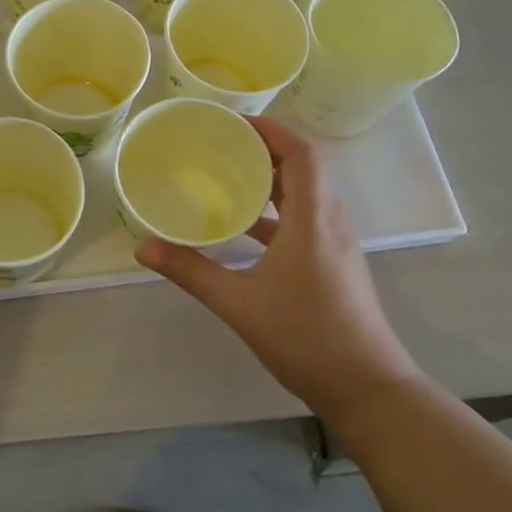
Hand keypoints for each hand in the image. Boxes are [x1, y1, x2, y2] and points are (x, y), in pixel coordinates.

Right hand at [135, 116, 422, 418]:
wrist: (368, 389)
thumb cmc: (306, 337)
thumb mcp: (239, 303)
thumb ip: (190, 271)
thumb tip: (142, 247)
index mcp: (312, 219)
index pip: (301, 153)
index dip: (271, 129)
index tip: (234, 122)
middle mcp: (330, 222)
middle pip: (303, 168)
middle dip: (264, 150)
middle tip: (220, 145)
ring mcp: (336, 245)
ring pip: (305, 195)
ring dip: (270, 181)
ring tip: (227, 177)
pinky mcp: (335, 264)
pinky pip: (305, 220)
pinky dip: (276, 212)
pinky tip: (244, 229)